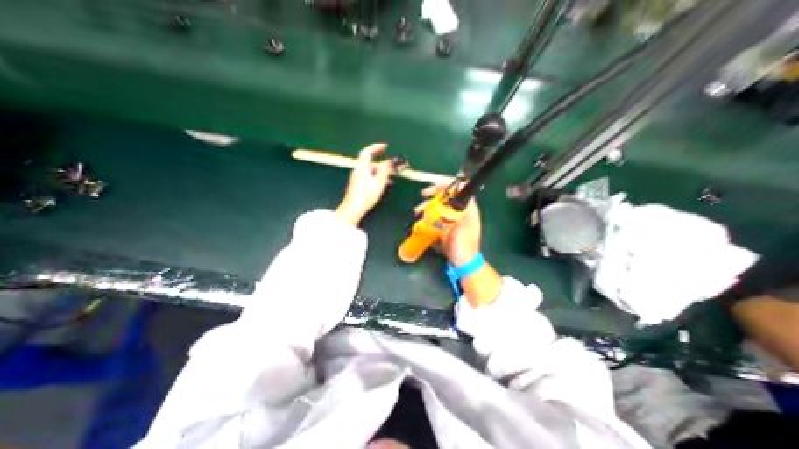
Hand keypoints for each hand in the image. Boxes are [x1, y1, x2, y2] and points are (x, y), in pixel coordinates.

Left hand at [334, 144, 393, 226]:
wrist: (353, 209)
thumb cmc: (366, 196)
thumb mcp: (379, 183)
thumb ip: (384, 171)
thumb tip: (390, 161)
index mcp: (362, 168)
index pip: (367, 152)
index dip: (375, 147)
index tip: (385, 146)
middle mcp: (358, 171)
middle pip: (370, 162)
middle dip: (382, 163)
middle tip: (392, 167)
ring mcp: (357, 178)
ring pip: (371, 171)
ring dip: (381, 172)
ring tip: (391, 178)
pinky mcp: (358, 185)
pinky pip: (369, 177)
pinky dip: (377, 177)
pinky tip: (384, 185)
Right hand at [415, 183, 482, 264]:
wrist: (461, 262)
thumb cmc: (464, 246)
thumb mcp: (462, 230)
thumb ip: (459, 215)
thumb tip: (454, 199)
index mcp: (468, 209)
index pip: (460, 189)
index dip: (448, 184)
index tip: (435, 185)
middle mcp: (460, 210)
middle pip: (447, 195)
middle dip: (434, 193)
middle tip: (423, 194)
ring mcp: (451, 218)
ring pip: (439, 205)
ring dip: (428, 205)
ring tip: (417, 211)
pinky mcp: (444, 224)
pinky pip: (435, 215)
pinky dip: (427, 214)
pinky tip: (420, 218)